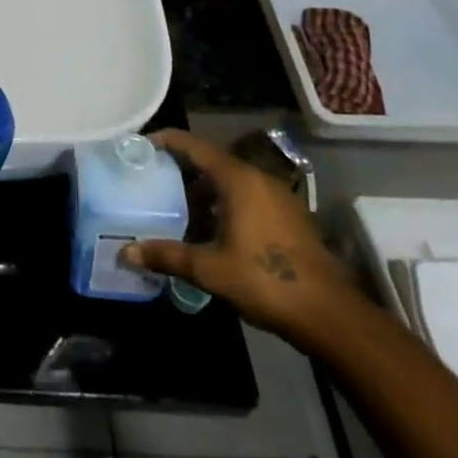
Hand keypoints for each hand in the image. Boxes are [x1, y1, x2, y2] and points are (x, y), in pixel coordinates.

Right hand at [120, 130, 358, 345]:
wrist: (331, 316)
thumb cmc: (266, 281)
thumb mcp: (210, 270)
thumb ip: (167, 256)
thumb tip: (125, 253)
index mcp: (238, 179)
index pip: (193, 145)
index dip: (164, 141)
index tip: (138, 145)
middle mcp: (258, 178)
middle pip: (211, 161)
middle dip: (180, 168)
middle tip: (150, 178)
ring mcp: (278, 197)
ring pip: (230, 180)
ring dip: (203, 188)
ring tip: (175, 205)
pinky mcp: (289, 217)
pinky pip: (246, 196)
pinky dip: (223, 202)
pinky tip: (209, 227)